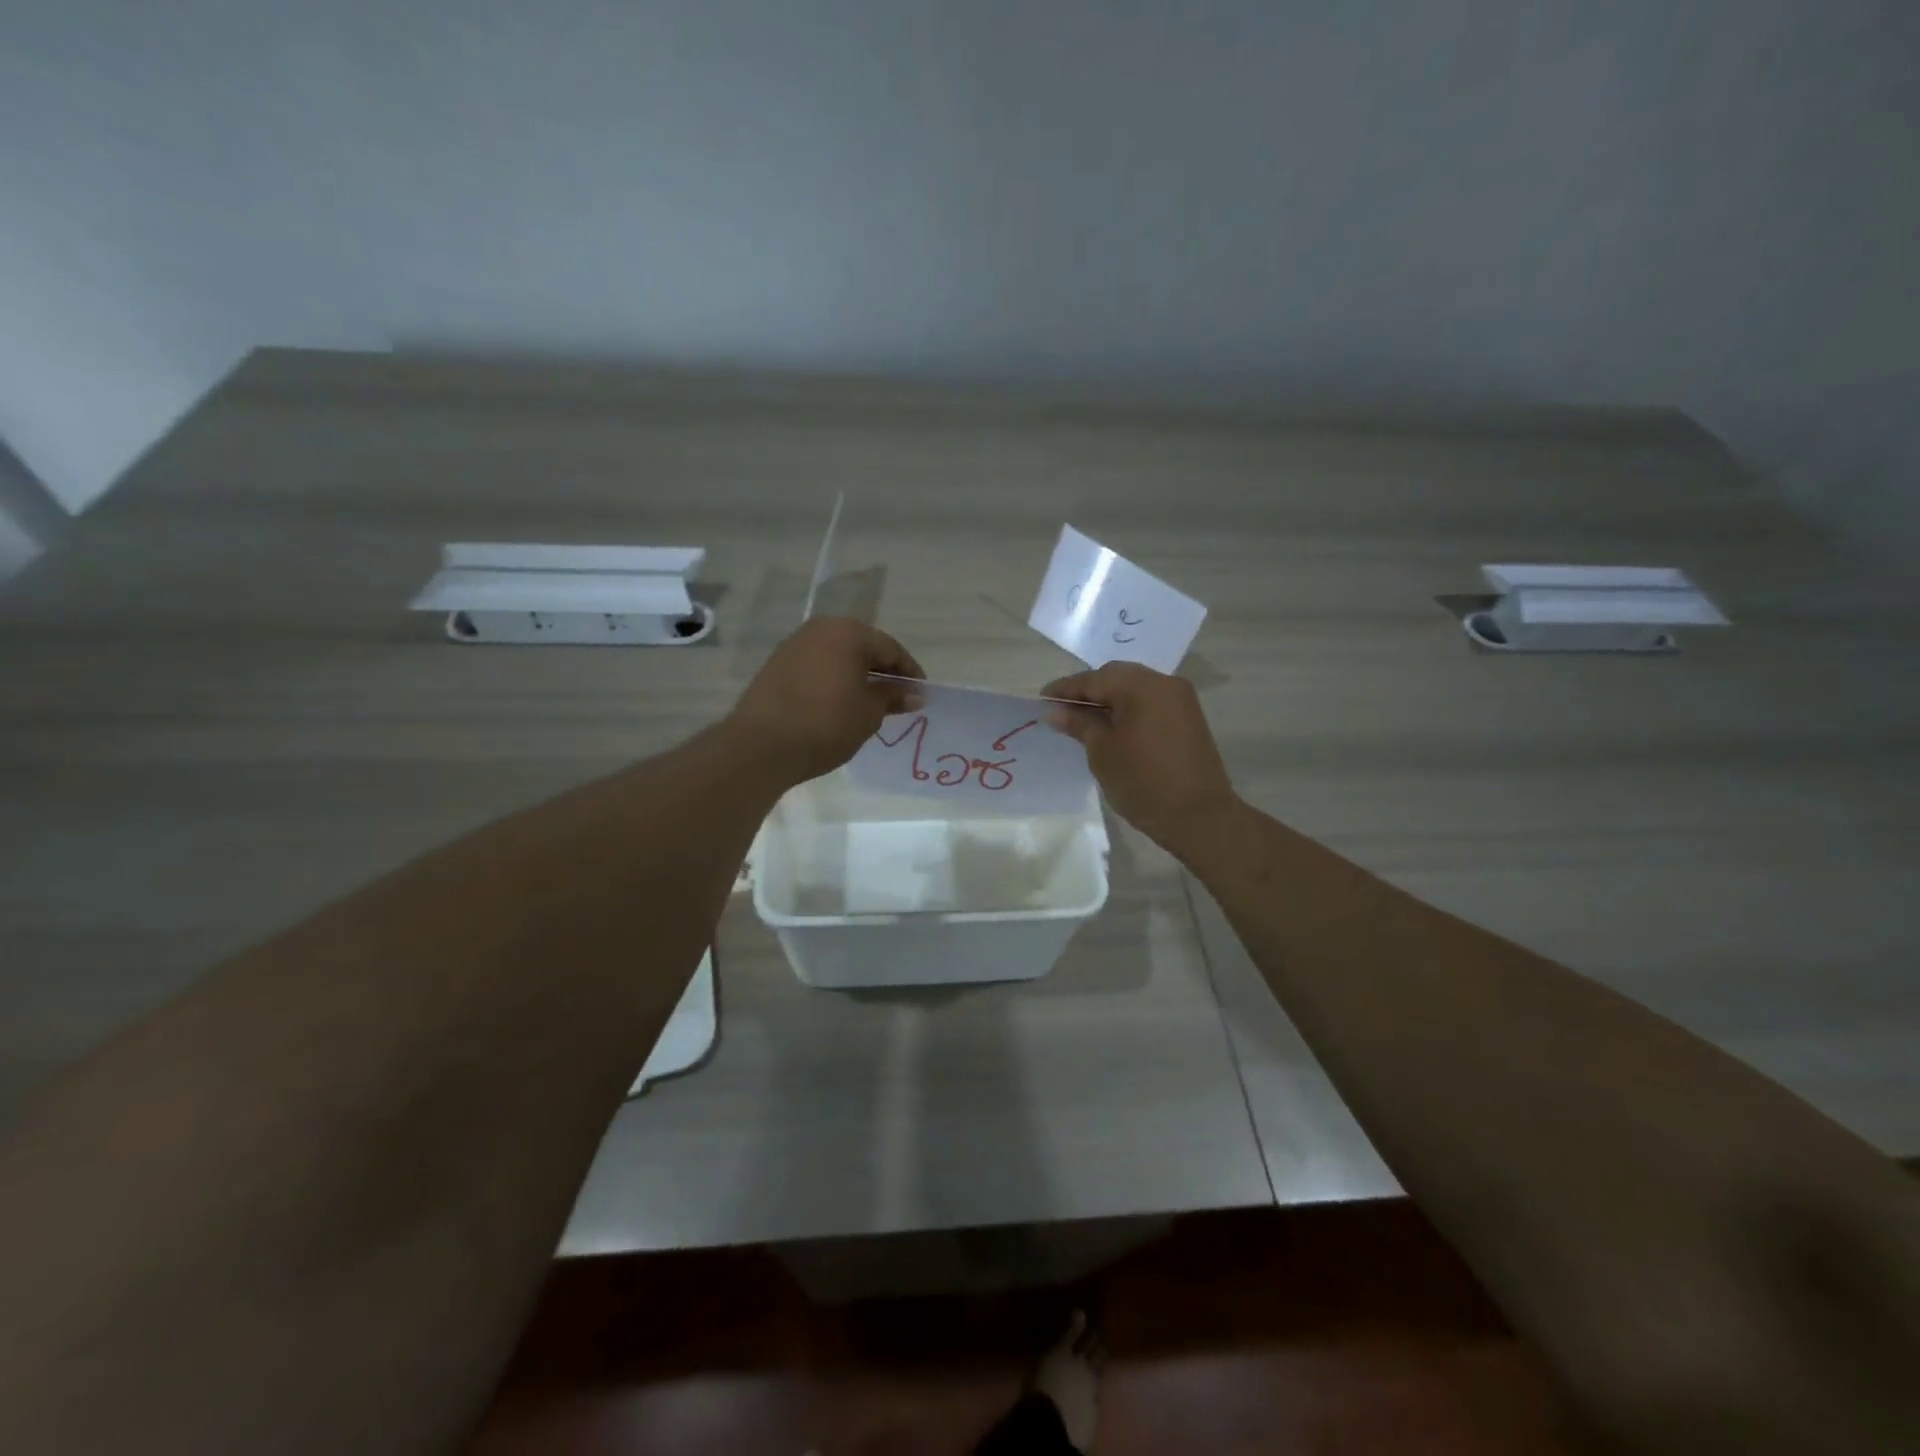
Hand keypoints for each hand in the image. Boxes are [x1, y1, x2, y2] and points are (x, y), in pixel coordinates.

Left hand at [728, 618, 925, 784]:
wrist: (762, 745)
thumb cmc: (827, 723)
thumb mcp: (869, 712)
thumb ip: (892, 697)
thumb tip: (914, 694)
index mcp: (848, 632)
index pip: (890, 648)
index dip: (909, 672)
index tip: (921, 694)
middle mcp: (820, 629)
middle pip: (862, 647)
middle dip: (882, 672)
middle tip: (898, 698)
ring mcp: (794, 646)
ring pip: (837, 656)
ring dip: (856, 676)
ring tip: (870, 703)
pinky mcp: (776, 666)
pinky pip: (817, 667)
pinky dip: (833, 681)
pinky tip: (839, 704)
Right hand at [1042, 663, 1240, 856]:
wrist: (1199, 816)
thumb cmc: (1143, 782)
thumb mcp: (1102, 752)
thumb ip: (1080, 724)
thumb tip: (1055, 711)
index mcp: (1141, 686)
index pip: (1094, 679)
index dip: (1065, 689)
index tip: (1042, 698)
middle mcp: (1164, 683)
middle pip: (1116, 676)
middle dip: (1088, 690)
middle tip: (1062, 709)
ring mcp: (1181, 699)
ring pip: (1135, 688)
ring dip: (1109, 699)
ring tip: (1084, 720)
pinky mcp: (1188, 718)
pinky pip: (1150, 702)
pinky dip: (1129, 708)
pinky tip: (1112, 726)